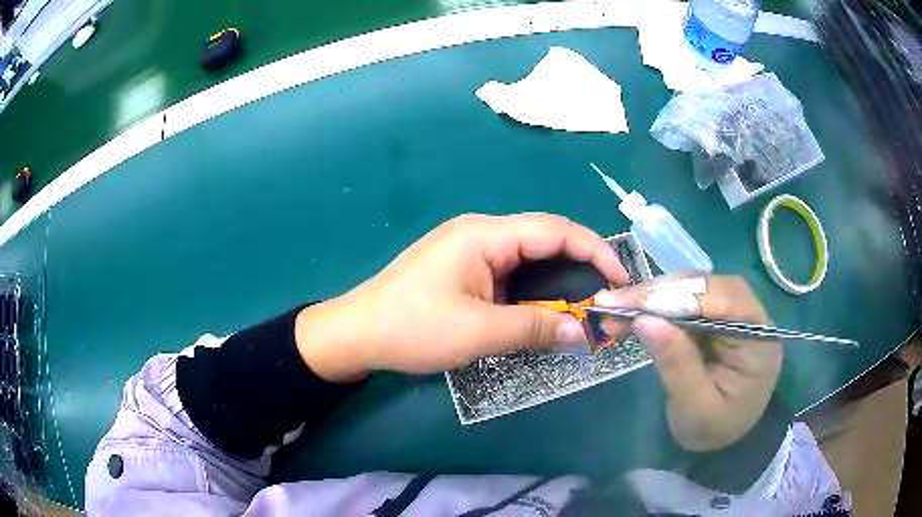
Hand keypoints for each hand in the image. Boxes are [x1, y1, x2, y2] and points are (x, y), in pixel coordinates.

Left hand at [296, 213, 628, 381]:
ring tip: (584, 307)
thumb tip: (583, 332)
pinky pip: (510, 273)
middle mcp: (481, 233)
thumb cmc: (413, 328)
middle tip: (606, 298)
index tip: (620, 278)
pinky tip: (545, 309)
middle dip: (580, 265)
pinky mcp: (462, 270)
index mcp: (485, 235)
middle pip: (544, 240)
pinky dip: (533, 290)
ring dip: (557, 280)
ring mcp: (469, 251)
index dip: (594, 250)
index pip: (555, 229)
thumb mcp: (479, 331)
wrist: (357, 333)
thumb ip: (536, 327)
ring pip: (528, 258)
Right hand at [596, 276, 782, 451]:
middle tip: (614, 303)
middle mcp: (751, 317)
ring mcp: (734, 314)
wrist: (724, 441)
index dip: (678, 296)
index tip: (630, 302)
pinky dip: (658, 306)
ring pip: (695, 289)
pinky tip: (634, 314)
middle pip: (708, 287)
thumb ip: (676, 364)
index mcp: (758, 340)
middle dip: (660, 293)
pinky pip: (687, 302)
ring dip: (654, 297)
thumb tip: (645, 319)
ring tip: (616, 309)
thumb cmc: (713, 430)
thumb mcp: (693, 407)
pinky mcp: (716, 318)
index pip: (723, 300)